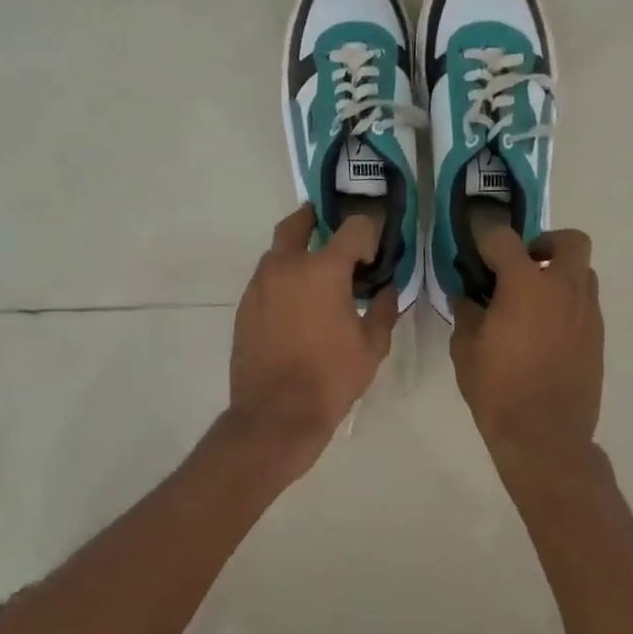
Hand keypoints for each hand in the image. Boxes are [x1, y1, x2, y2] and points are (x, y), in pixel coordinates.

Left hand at [226, 205, 399, 481]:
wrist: (275, 415)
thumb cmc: (330, 377)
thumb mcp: (372, 346)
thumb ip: (384, 309)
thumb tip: (388, 289)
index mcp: (323, 269)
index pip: (353, 228)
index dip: (368, 233)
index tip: (374, 253)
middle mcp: (286, 265)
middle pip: (298, 223)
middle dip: (317, 219)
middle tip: (333, 229)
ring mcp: (260, 284)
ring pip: (278, 251)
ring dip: (298, 251)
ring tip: (317, 273)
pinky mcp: (245, 305)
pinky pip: (266, 278)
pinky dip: (283, 278)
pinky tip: (297, 303)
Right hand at [451, 227, 603, 484]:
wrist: (545, 436)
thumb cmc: (498, 390)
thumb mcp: (465, 349)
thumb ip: (466, 312)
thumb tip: (469, 296)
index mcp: (526, 285)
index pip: (504, 238)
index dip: (486, 241)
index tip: (476, 256)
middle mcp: (563, 289)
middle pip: (570, 241)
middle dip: (545, 244)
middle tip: (522, 266)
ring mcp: (587, 312)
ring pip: (582, 272)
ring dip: (559, 275)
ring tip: (534, 302)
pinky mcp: (598, 336)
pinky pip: (585, 303)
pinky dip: (567, 304)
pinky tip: (545, 332)